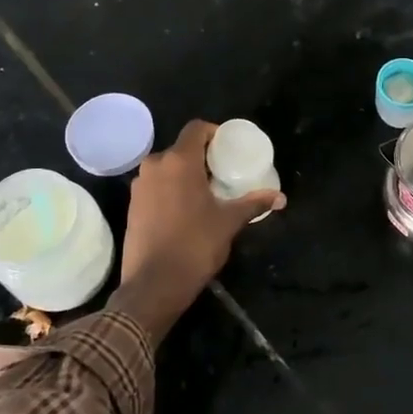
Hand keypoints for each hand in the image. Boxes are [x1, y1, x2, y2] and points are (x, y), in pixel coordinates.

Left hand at [113, 120, 283, 340]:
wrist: (153, 285)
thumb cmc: (195, 245)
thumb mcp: (229, 222)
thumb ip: (253, 204)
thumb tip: (281, 197)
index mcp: (179, 161)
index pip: (196, 128)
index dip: (214, 132)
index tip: (228, 149)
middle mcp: (155, 166)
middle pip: (181, 148)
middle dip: (202, 157)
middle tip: (223, 174)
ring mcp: (139, 186)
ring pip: (166, 168)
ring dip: (185, 174)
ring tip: (206, 193)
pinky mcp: (131, 205)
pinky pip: (155, 186)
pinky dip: (170, 189)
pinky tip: (185, 210)